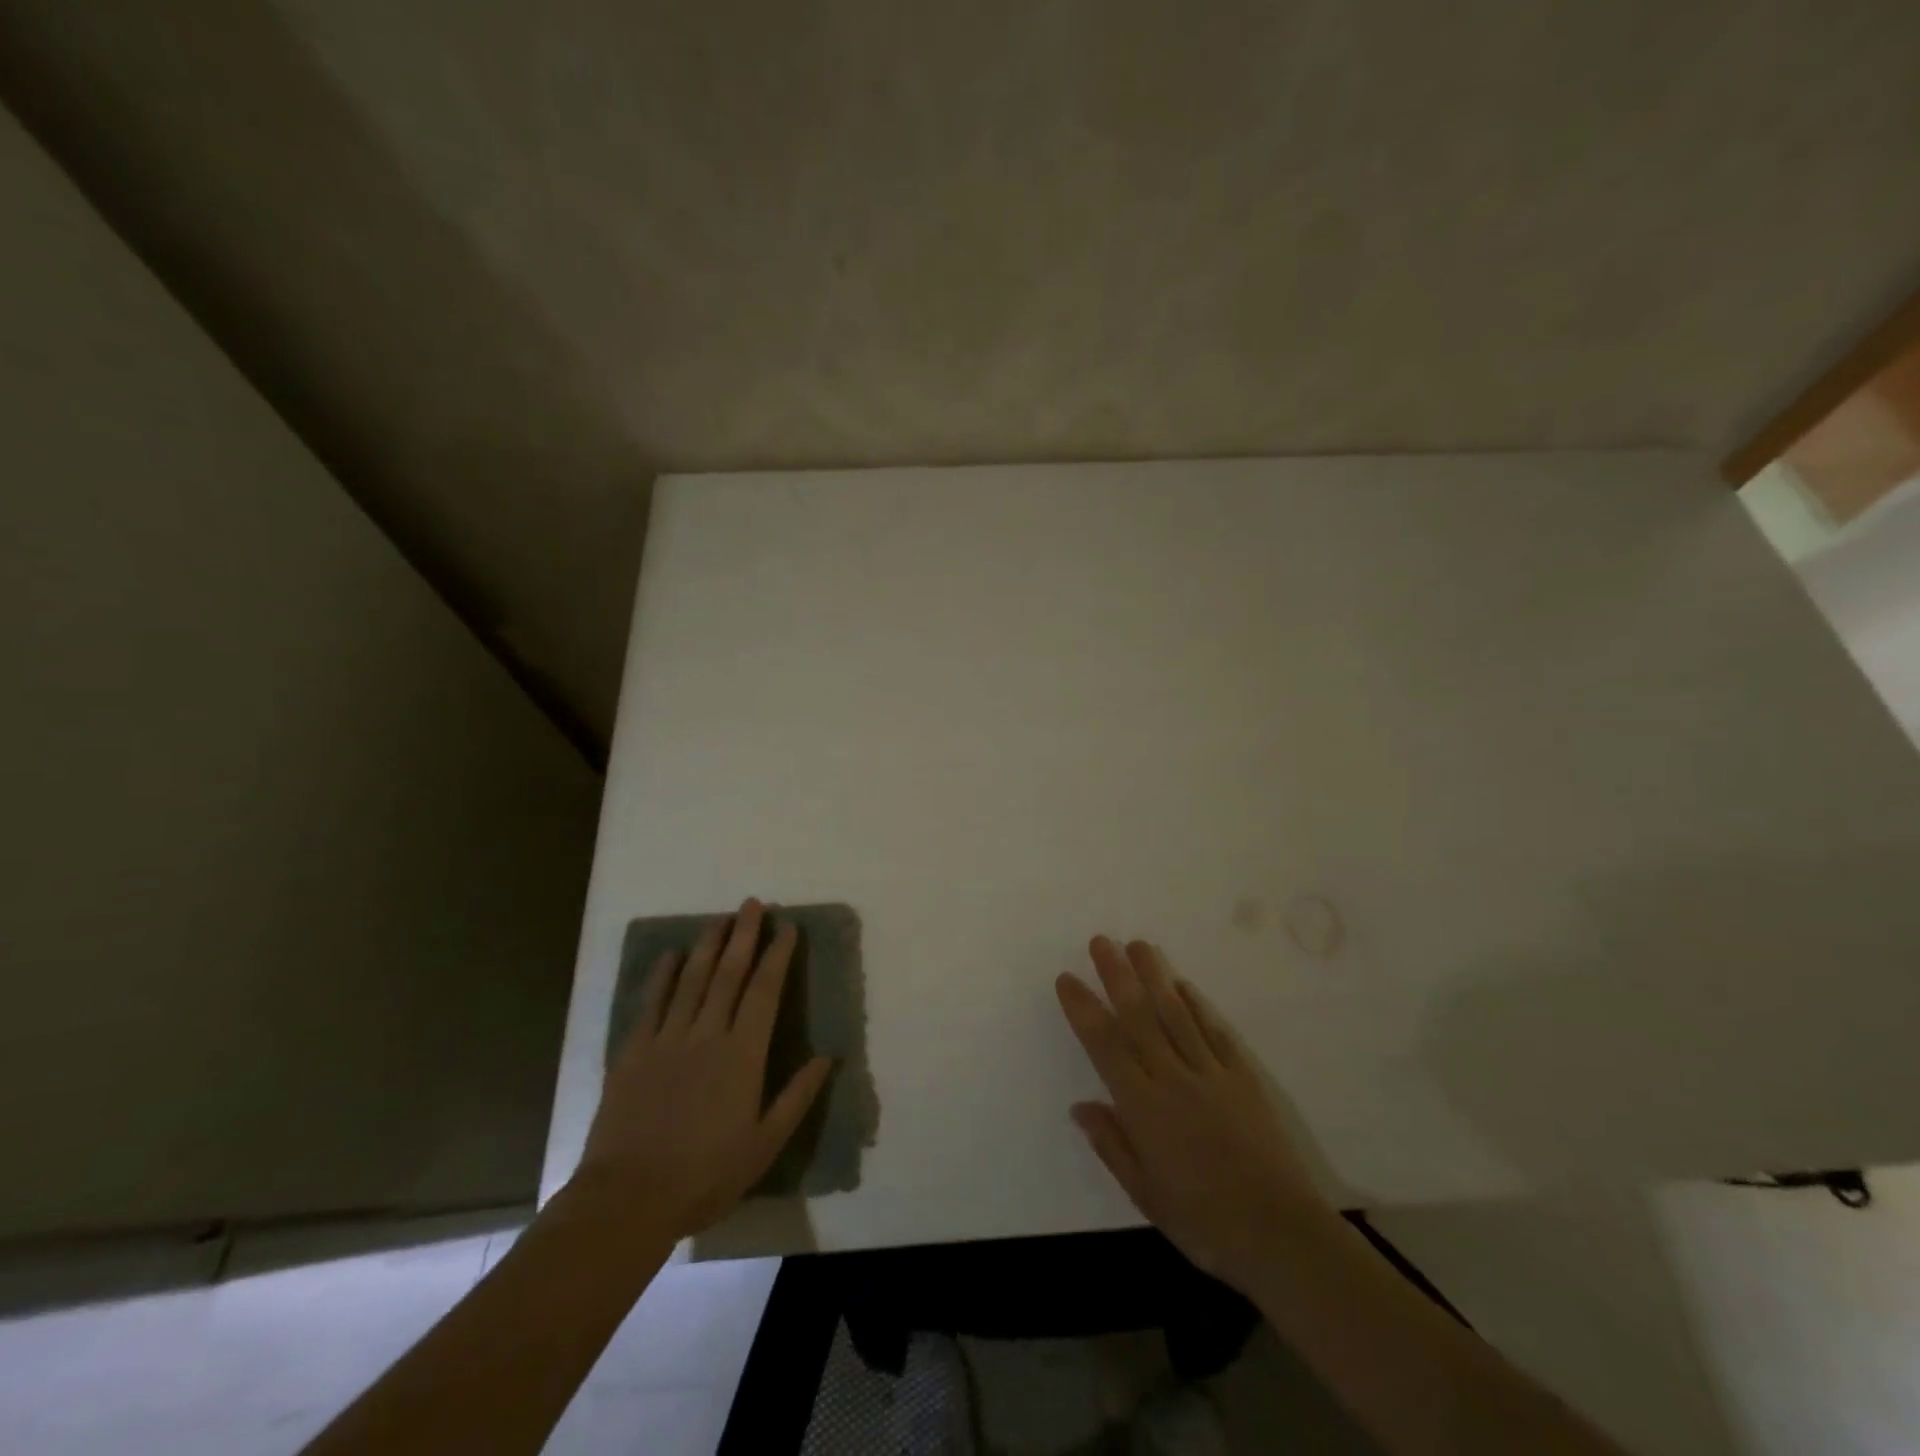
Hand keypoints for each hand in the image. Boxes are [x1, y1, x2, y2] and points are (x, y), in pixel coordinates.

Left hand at [576, 899, 831, 1241]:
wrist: (628, 1198)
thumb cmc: (705, 1175)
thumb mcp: (764, 1144)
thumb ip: (797, 1097)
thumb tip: (826, 1056)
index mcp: (743, 1054)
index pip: (765, 991)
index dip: (778, 956)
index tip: (787, 928)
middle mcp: (708, 1034)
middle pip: (729, 973)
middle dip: (744, 935)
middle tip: (753, 904)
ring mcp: (667, 1039)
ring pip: (691, 979)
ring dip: (708, 945)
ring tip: (720, 918)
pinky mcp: (633, 1051)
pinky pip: (651, 1003)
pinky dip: (662, 975)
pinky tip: (671, 955)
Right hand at [1057, 936, 1329, 1290]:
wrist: (1281, 1235)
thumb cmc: (1203, 1222)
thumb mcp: (1145, 1194)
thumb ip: (1112, 1144)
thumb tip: (1079, 1106)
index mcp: (1144, 1107)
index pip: (1105, 1045)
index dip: (1083, 1009)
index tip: (1067, 979)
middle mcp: (1173, 1078)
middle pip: (1139, 1016)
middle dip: (1117, 975)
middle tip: (1100, 941)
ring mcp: (1212, 1074)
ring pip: (1176, 1014)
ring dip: (1154, 976)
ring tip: (1138, 945)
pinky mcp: (1244, 1078)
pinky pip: (1215, 1033)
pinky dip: (1197, 1006)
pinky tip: (1183, 985)